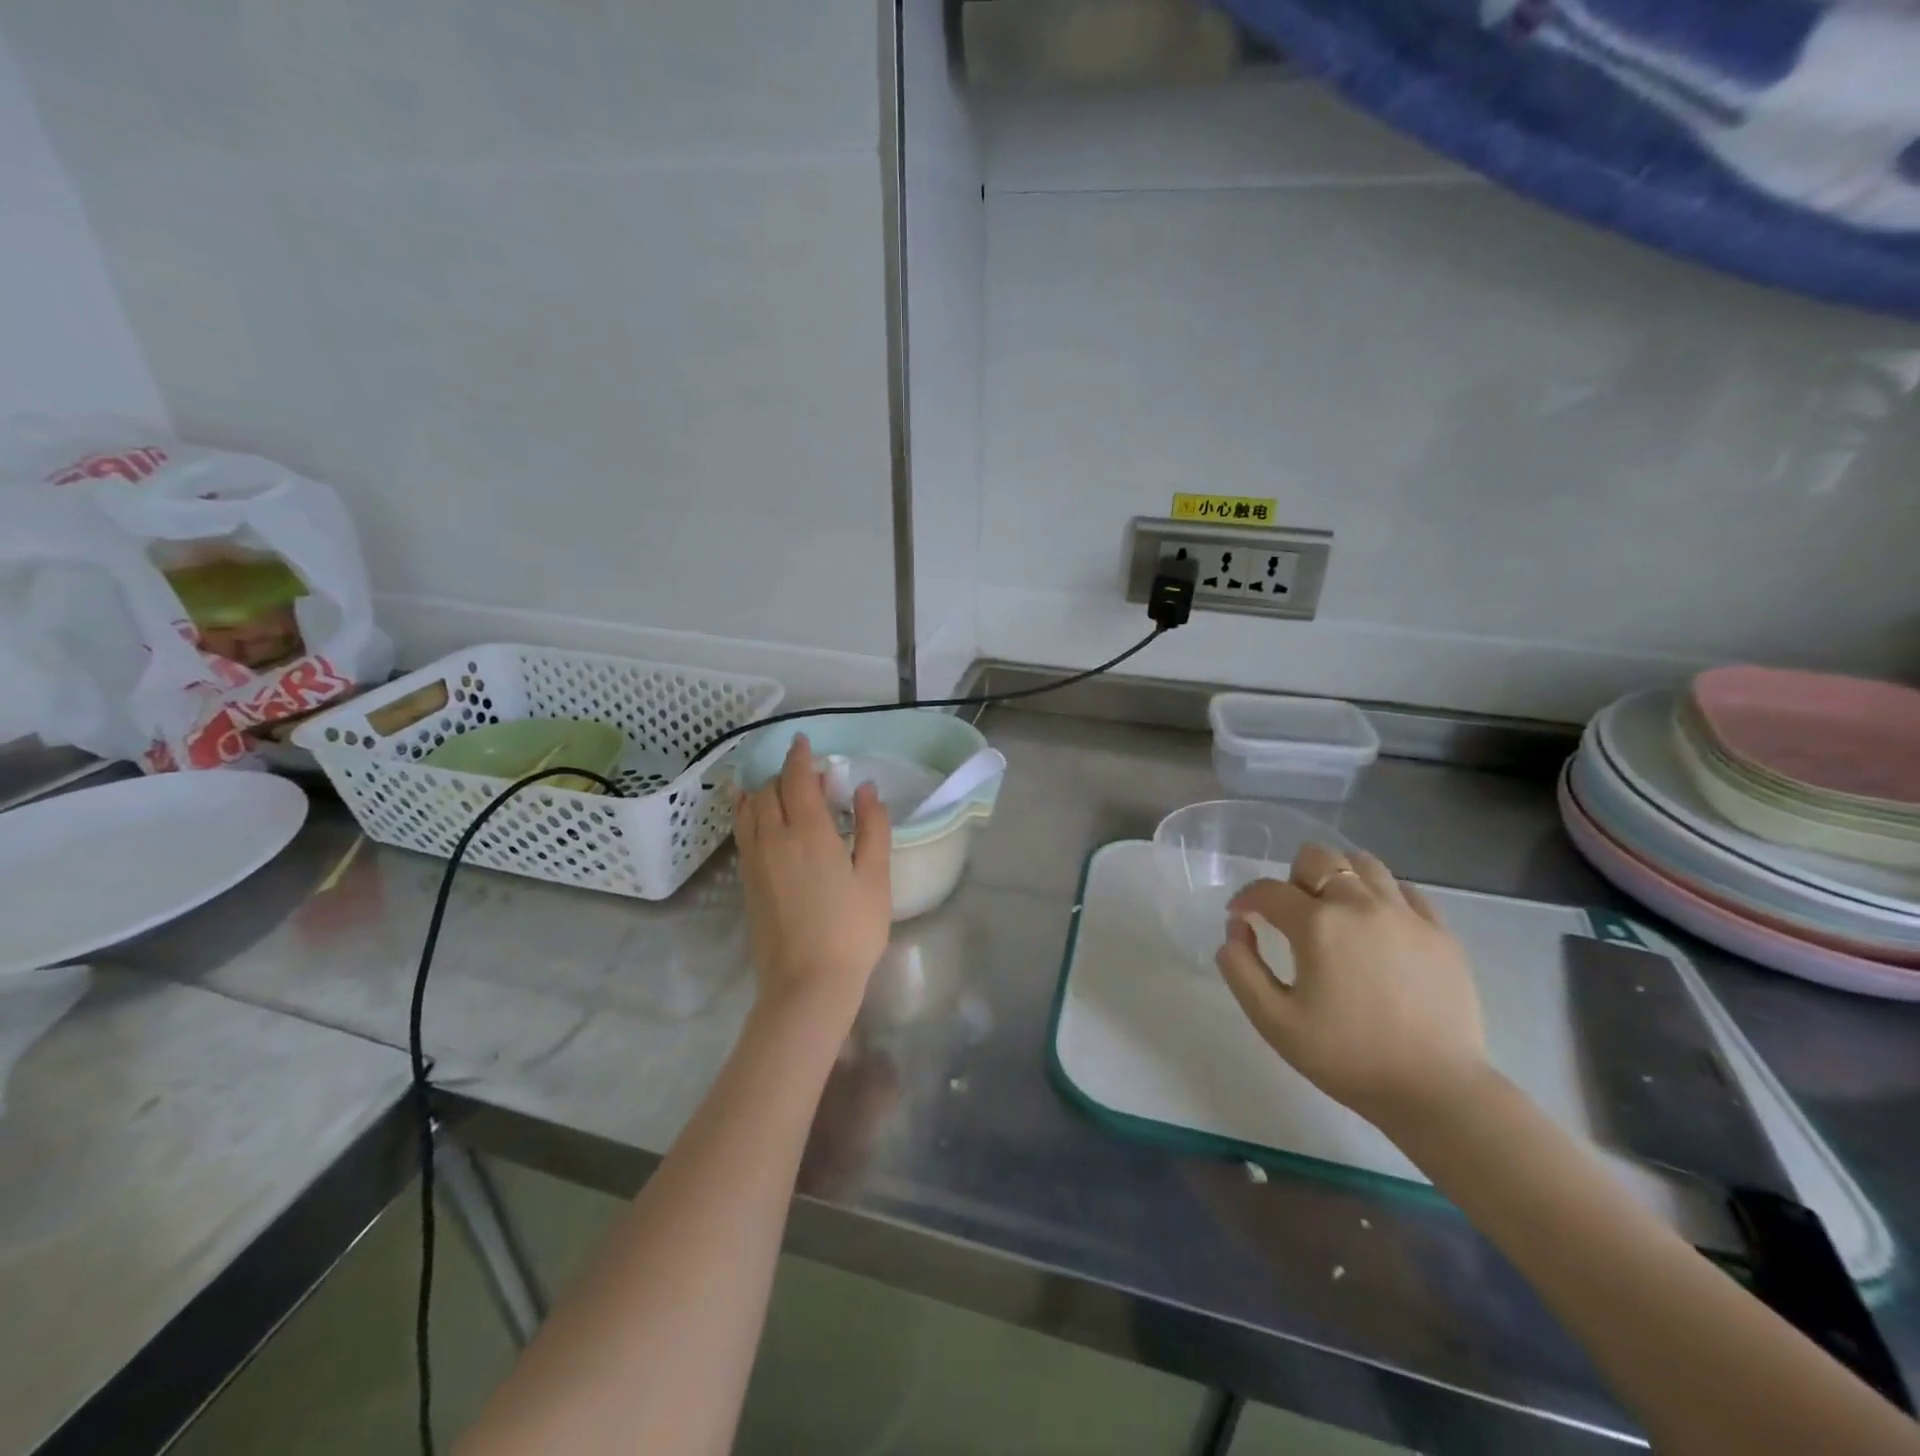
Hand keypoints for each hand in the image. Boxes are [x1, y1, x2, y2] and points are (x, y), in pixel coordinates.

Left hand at [735, 735, 892, 1026]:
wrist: (807, 984)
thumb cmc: (851, 930)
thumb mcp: (875, 877)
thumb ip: (872, 827)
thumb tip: (865, 789)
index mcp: (809, 832)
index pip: (797, 780)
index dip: (799, 757)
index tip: (804, 741)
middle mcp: (774, 838)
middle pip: (770, 791)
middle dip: (786, 774)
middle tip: (809, 776)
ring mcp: (755, 860)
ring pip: (750, 810)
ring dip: (763, 791)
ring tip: (777, 787)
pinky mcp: (747, 881)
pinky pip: (742, 832)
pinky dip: (746, 812)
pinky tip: (753, 814)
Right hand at [1215, 843, 1489, 1131]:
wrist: (1437, 1092)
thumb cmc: (1346, 1057)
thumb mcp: (1273, 1020)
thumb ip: (1240, 967)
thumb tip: (1236, 928)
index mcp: (1317, 924)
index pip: (1268, 890)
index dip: (1246, 899)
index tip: (1240, 918)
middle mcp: (1361, 905)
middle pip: (1318, 858)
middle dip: (1294, 878)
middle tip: (1292, 916)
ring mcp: (1406, 915)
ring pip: (1364, 864)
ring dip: (1339, 878)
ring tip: (1335, 914)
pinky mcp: (1441, 933)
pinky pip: (1405, 891)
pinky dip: (1382, 897)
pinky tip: (1377, 927)